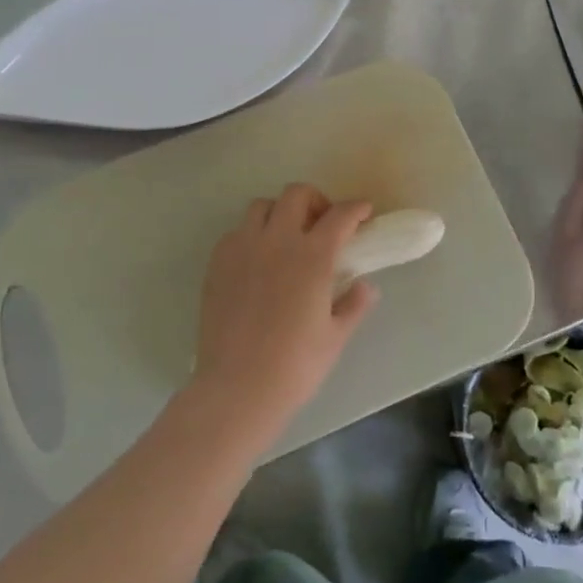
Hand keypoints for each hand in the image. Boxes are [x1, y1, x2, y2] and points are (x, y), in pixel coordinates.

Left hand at [190, 184, 376, 444]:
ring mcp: (243, 248)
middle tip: (323, 223)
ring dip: (281, 213)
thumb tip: (364, 286)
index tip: (364, 211)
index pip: (340, 215)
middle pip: (296, 194)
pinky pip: (237, 232)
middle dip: (316, 200)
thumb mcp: (335, 337)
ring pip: (262, 206)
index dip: (356, 208)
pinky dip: (253, 234)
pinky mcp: (217, 263)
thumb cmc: (295, 365)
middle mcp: (277, 241)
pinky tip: (259, 260)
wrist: (236, 388)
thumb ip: (353, 305)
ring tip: (288, 237)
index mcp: (313, 256)